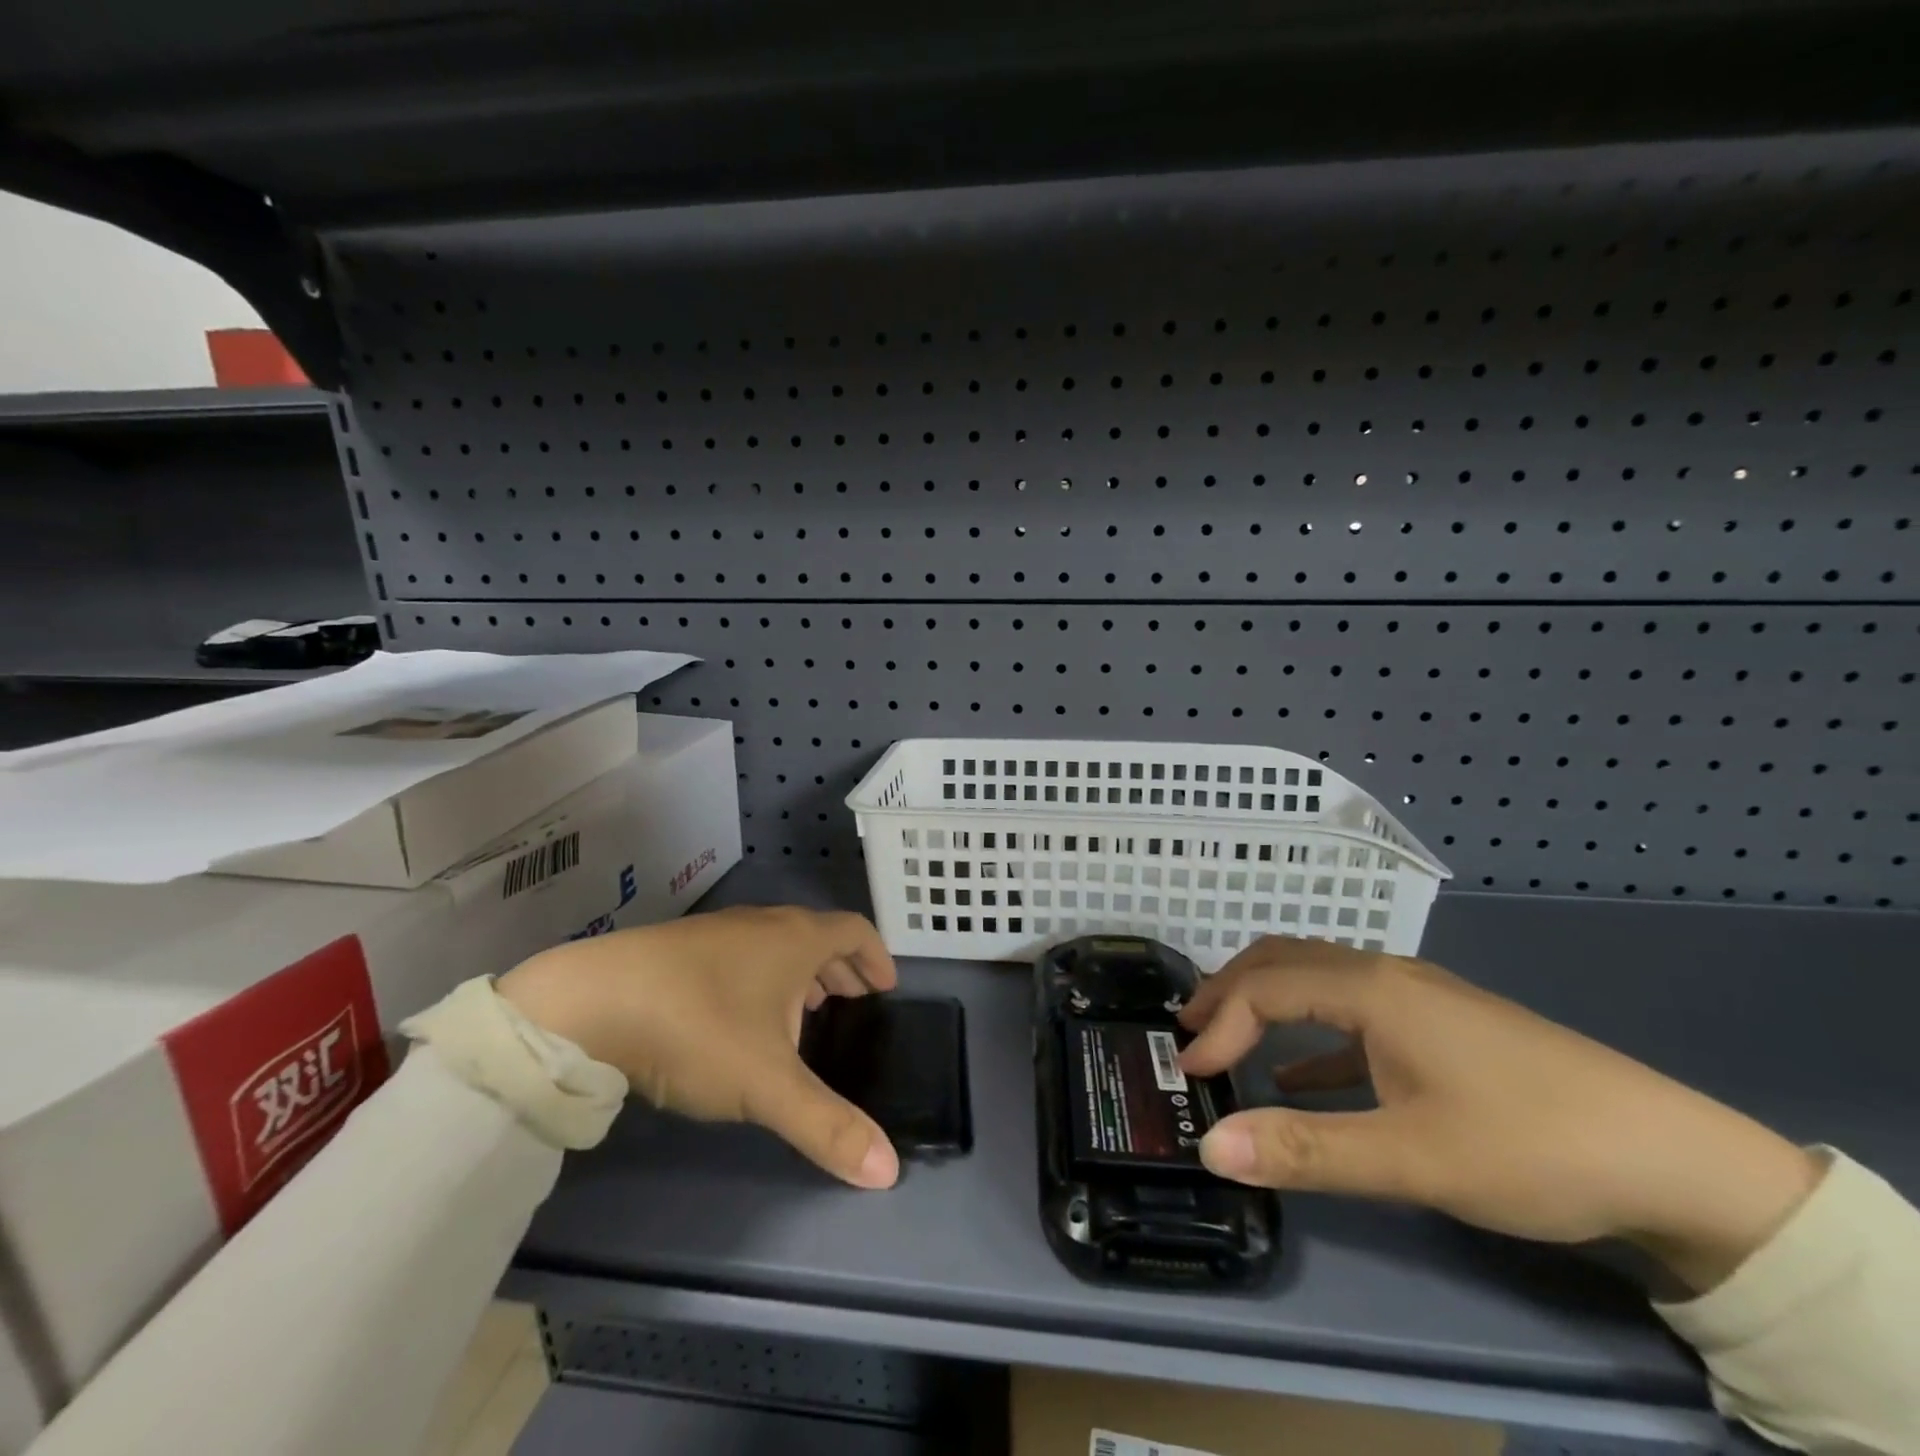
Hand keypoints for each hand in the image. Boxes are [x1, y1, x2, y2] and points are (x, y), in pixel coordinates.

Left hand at [496, 906, 899, 1189]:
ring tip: (805, 1010)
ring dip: (802, 971)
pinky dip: (763, 976)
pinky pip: (743, 954)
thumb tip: (888, 1170)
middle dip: (841, 967)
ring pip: (777, 944)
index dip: (877, 957)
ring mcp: (720, 932)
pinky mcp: (682, 948)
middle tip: (854, 1000)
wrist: (589, 1000)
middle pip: (818, 935)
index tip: (887, 987)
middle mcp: (763, 924)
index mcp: (796, 939)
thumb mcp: (767, 1084)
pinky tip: (743, 1016)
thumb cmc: (697, 1028)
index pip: (855, 931)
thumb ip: (827, 1126)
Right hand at [1179, 937, 1821, 1291]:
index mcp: (1372, 989)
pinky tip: (1301, 1077)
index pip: (1266, 987)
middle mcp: (1387, 975)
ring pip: (1318, 978)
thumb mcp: (1412, 1159)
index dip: (1219, 1023)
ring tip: (1228, 1036)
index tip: (1190, 1068)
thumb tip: (1211, 1148)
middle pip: (1285, 961)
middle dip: (1229, 989)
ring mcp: (1418, 997)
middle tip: (1188, 1028)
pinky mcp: (1441, 1026)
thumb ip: (1306, 1151)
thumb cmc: (1531, 1146)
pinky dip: (1311, 1035)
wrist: (1678, 1160)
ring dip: (1266, 1002)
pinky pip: (1353, 1014)